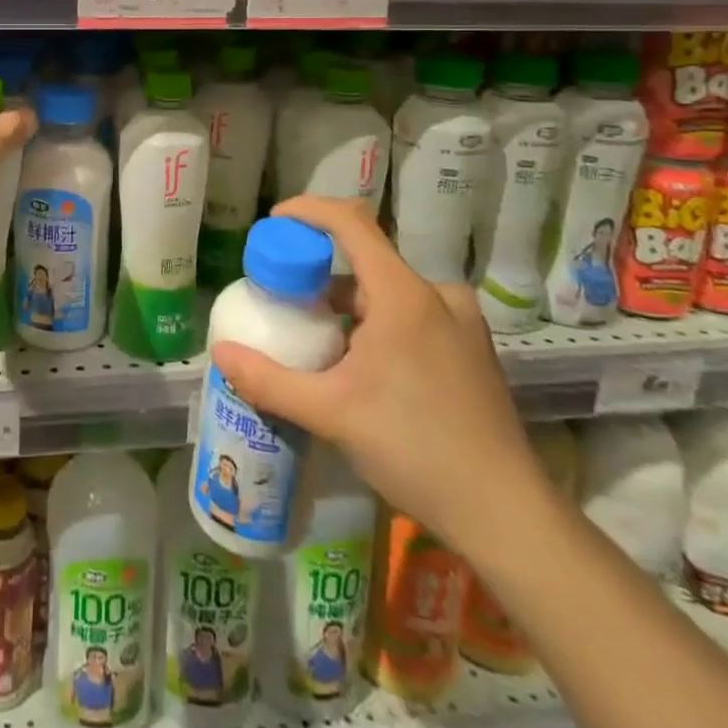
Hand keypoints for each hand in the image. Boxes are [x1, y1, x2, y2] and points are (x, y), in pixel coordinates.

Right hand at [209, 195, 545, 558]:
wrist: (507, 516)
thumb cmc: (415, 449)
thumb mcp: (330, 413)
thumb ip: (268, 380)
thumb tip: (220, 353)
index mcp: (404, 295)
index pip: (350, 223)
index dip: (308, 211)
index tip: (274, 222)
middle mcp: (437, 295)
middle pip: (366, 263)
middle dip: (319, 279)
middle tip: (284, 305)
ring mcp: (460, 323)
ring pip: (388, 294)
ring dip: (348, 309)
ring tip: (317, 345)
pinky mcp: (471, 350)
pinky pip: (412, 317)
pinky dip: (377, 326)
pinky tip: (361, 371)